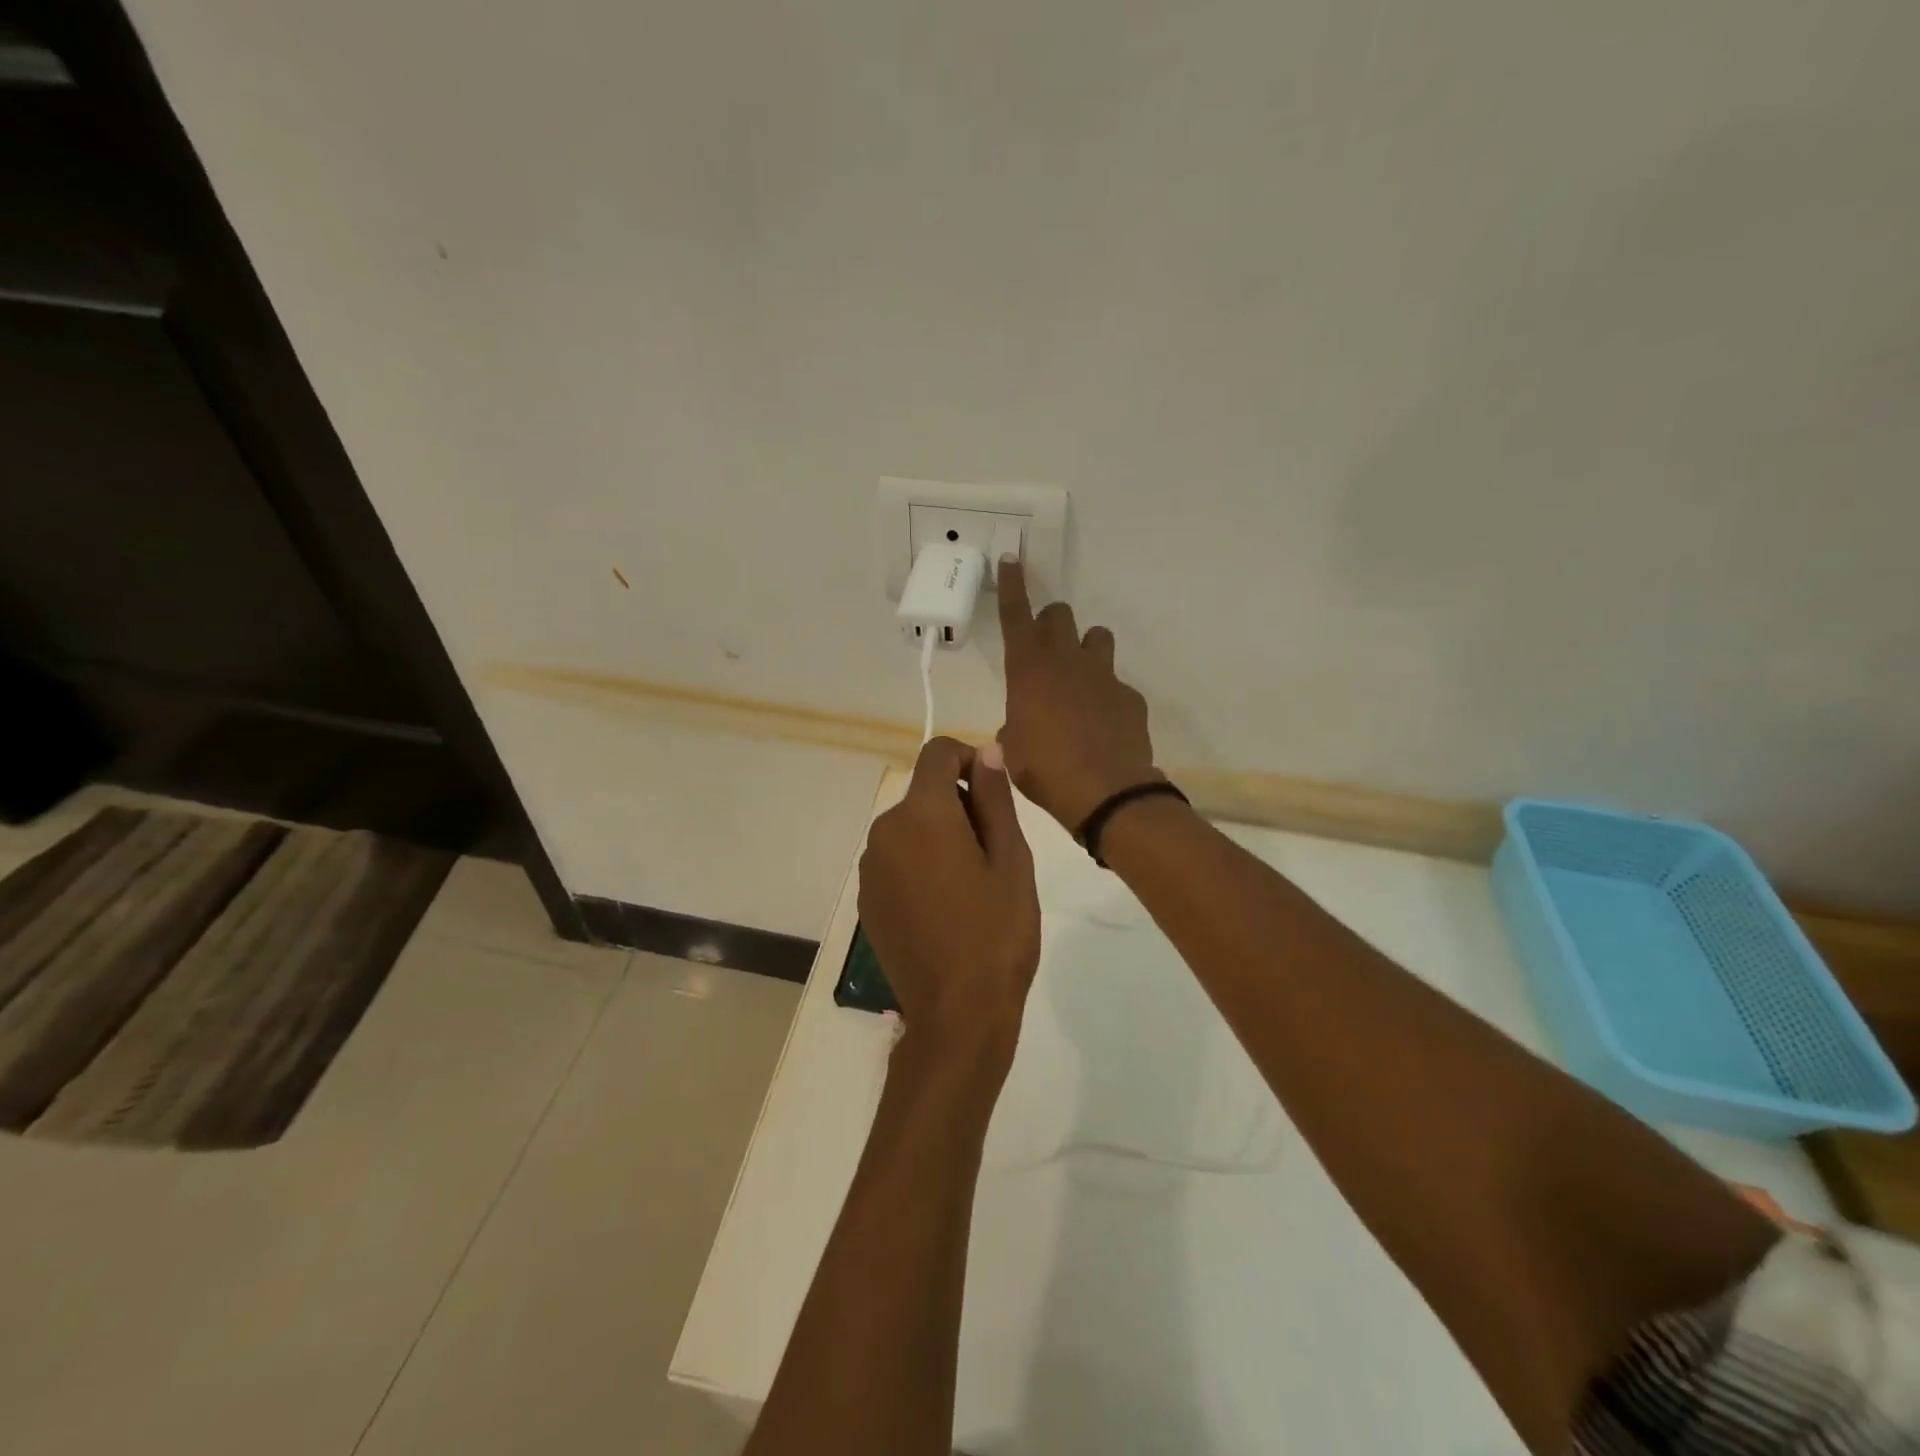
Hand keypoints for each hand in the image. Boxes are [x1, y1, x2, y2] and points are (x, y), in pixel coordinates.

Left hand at [859, 737, 1039, 1066]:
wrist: (956, 1014)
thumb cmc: (996, 933)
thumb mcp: (1011, 860)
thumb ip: (994, 798)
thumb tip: (987, 751)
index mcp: (922, 814)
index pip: (937, 753)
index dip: (969, 759)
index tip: (993, 794)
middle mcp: (885, 831)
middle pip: (923, 793)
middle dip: (958, 805)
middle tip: (993, 853)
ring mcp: (869, 867)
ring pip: (909, 827)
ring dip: (939, 836)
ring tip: (971, 885)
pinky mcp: (866, 898)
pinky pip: (896, 859)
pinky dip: (919, 864)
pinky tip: (944, 906)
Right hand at [997, 559, 1159, 830]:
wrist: (1106, 793)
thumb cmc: (1045, 770)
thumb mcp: (1013, 751)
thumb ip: (1014, 730)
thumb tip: (1016, 731)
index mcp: (1028, 671)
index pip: (1016, 617)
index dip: (1013, 586)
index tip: (1013, 559)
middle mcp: (1066, 662)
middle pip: (1060, 615)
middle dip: (1050, 622)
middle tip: (1045, 646)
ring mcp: (1103, 675)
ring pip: (1096, 636)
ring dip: (1084, 647)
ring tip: (1079, 677)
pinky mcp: (1129, 696)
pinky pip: (1116, 682)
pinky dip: (1107, 694)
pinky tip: (1103, 722)